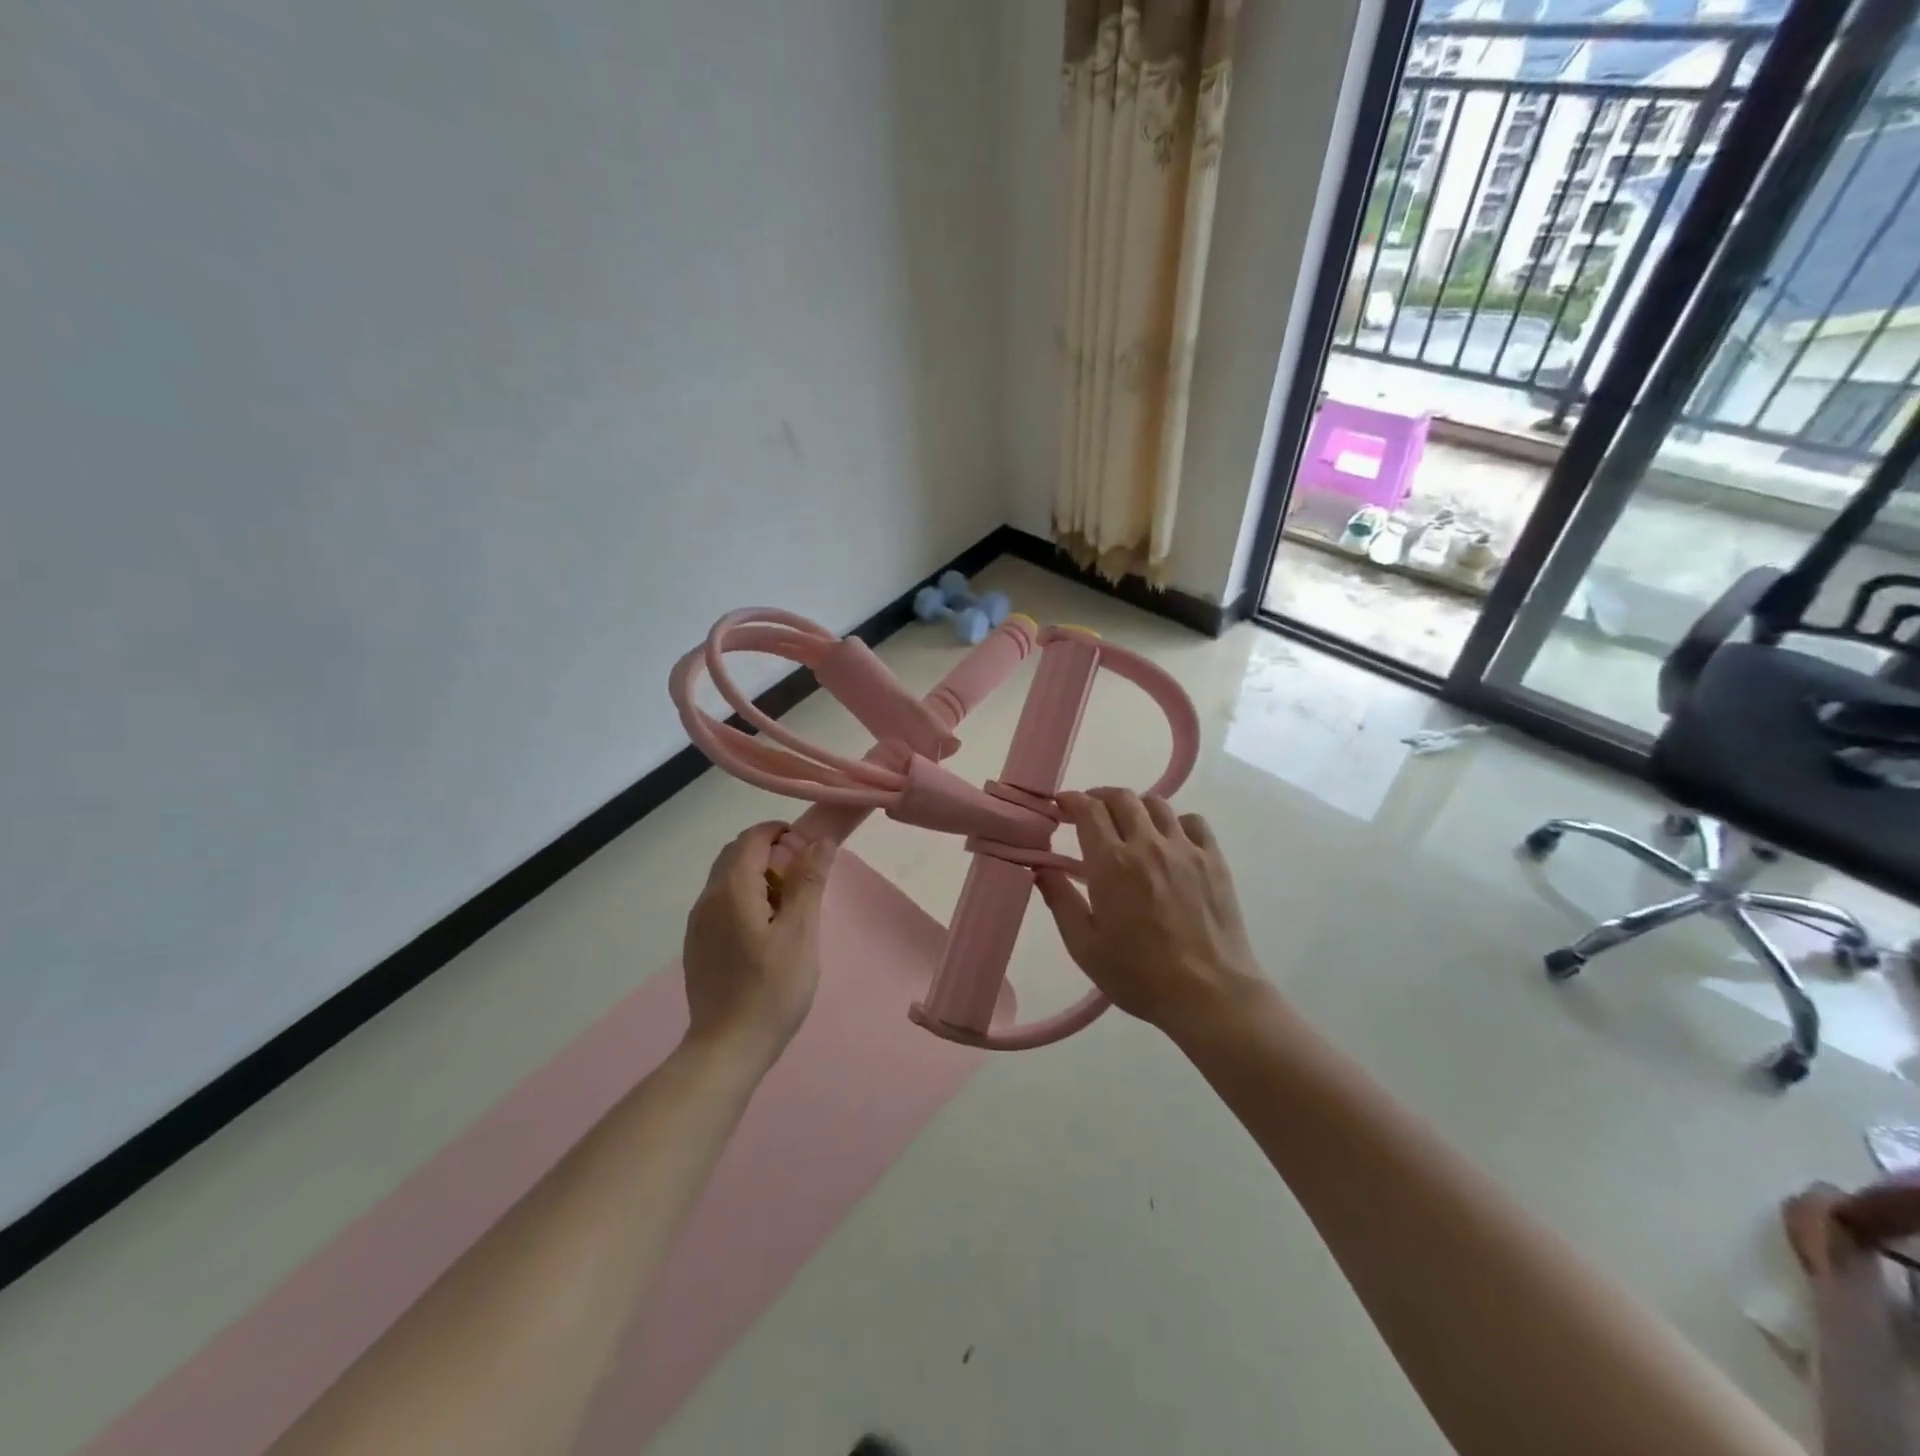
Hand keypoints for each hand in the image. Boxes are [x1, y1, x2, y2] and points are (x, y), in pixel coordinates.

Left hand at [682, 822, 834, 1062]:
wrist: (727, 1049)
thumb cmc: (771, 990)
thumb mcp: (800, 933)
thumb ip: (808, 881)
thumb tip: (820, 840)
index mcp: (731, 889)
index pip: (753, 837)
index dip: (782, 834)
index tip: (810, 852)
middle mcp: (708, 898)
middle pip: (737, 854)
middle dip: (771, 854)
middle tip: (803, 880)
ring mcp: (698, 923)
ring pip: (728, 879)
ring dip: (759, 877)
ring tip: (789, 909)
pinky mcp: (698, 945)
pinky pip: (722, 903)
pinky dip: (746, 899)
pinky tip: (766, 933)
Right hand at [1036, 788, 1262, 1035]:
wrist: (1209, 995)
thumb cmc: (1139, 975)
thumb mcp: (1085, 947)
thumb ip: (1060, 901)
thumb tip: (1041, 868)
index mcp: (1112, 864)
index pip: (1088, 810)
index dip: (1070, 800)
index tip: (1060, 806)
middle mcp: (1147, 845)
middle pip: (1121, 798)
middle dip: (1099, 797)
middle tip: (1088, 813)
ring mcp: (1185, 849)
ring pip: (1157, 804)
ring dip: (1135, 806)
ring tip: (1127, 824)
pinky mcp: (1214, 860)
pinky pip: (1193, 821)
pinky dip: (1174, 821)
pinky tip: (1168, 840)